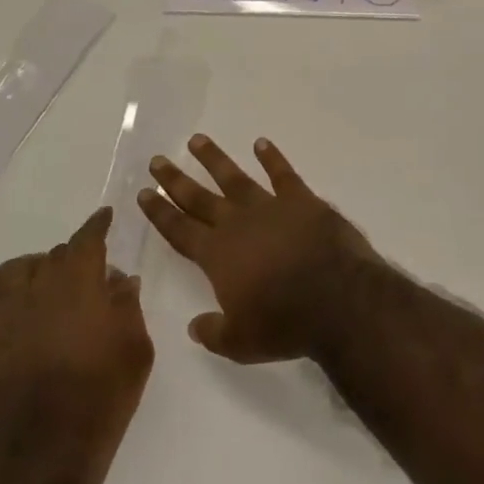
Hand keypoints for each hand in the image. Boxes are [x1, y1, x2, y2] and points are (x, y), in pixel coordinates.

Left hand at [0, 208, 152, 481]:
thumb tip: (120, 278)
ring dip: (28, 267)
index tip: (104, 216)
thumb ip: (128, 307)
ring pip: (12, 273)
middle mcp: (41, 293)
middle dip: (70, 255)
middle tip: (84, 267)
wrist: (51, 454)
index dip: (97, 226)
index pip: (88, 243)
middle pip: (52, 257)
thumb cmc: (105, 398)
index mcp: (82, 288)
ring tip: (39, 273)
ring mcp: (6, 320)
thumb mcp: (137, 349)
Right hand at [138, 135, 370, 363]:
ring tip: (197, 140)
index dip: (160, 212)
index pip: (180, 230)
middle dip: (176, 180)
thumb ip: (213, 332)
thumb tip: (196, 325)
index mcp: (218, 256)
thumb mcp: (240, 342)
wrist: (338, 299)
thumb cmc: (286, 324)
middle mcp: (238, 225)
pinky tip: (261, 143)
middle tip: (157, 160)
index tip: (145, 192)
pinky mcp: (302, 200)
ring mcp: (270, 208)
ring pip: (235, 178)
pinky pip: (283, 174)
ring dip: (215, 159)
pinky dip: (272, 157)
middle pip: (199, 198)